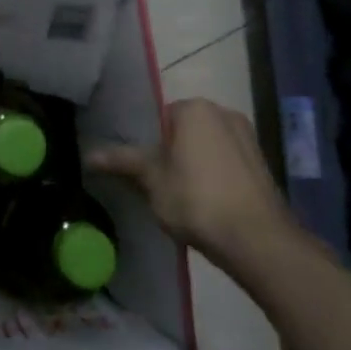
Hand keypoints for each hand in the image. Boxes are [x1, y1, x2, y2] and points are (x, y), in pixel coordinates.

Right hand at [86, 98, 291, 263]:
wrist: (258, 241)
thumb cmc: (196, 199)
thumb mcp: (151, 180)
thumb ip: (122, 162)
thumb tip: (88, 155)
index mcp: (195, 108)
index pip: (159, 117)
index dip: (147, 143)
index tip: (141, 167)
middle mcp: (224, 113)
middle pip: (184, 130)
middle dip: (171, 152)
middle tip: (156, 182)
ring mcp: (248, 139)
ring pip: (207, 147)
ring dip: (193, 164)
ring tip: (180, 195)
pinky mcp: (262, 165)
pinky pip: (226, 163)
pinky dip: (214, 176)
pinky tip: (206, 202)